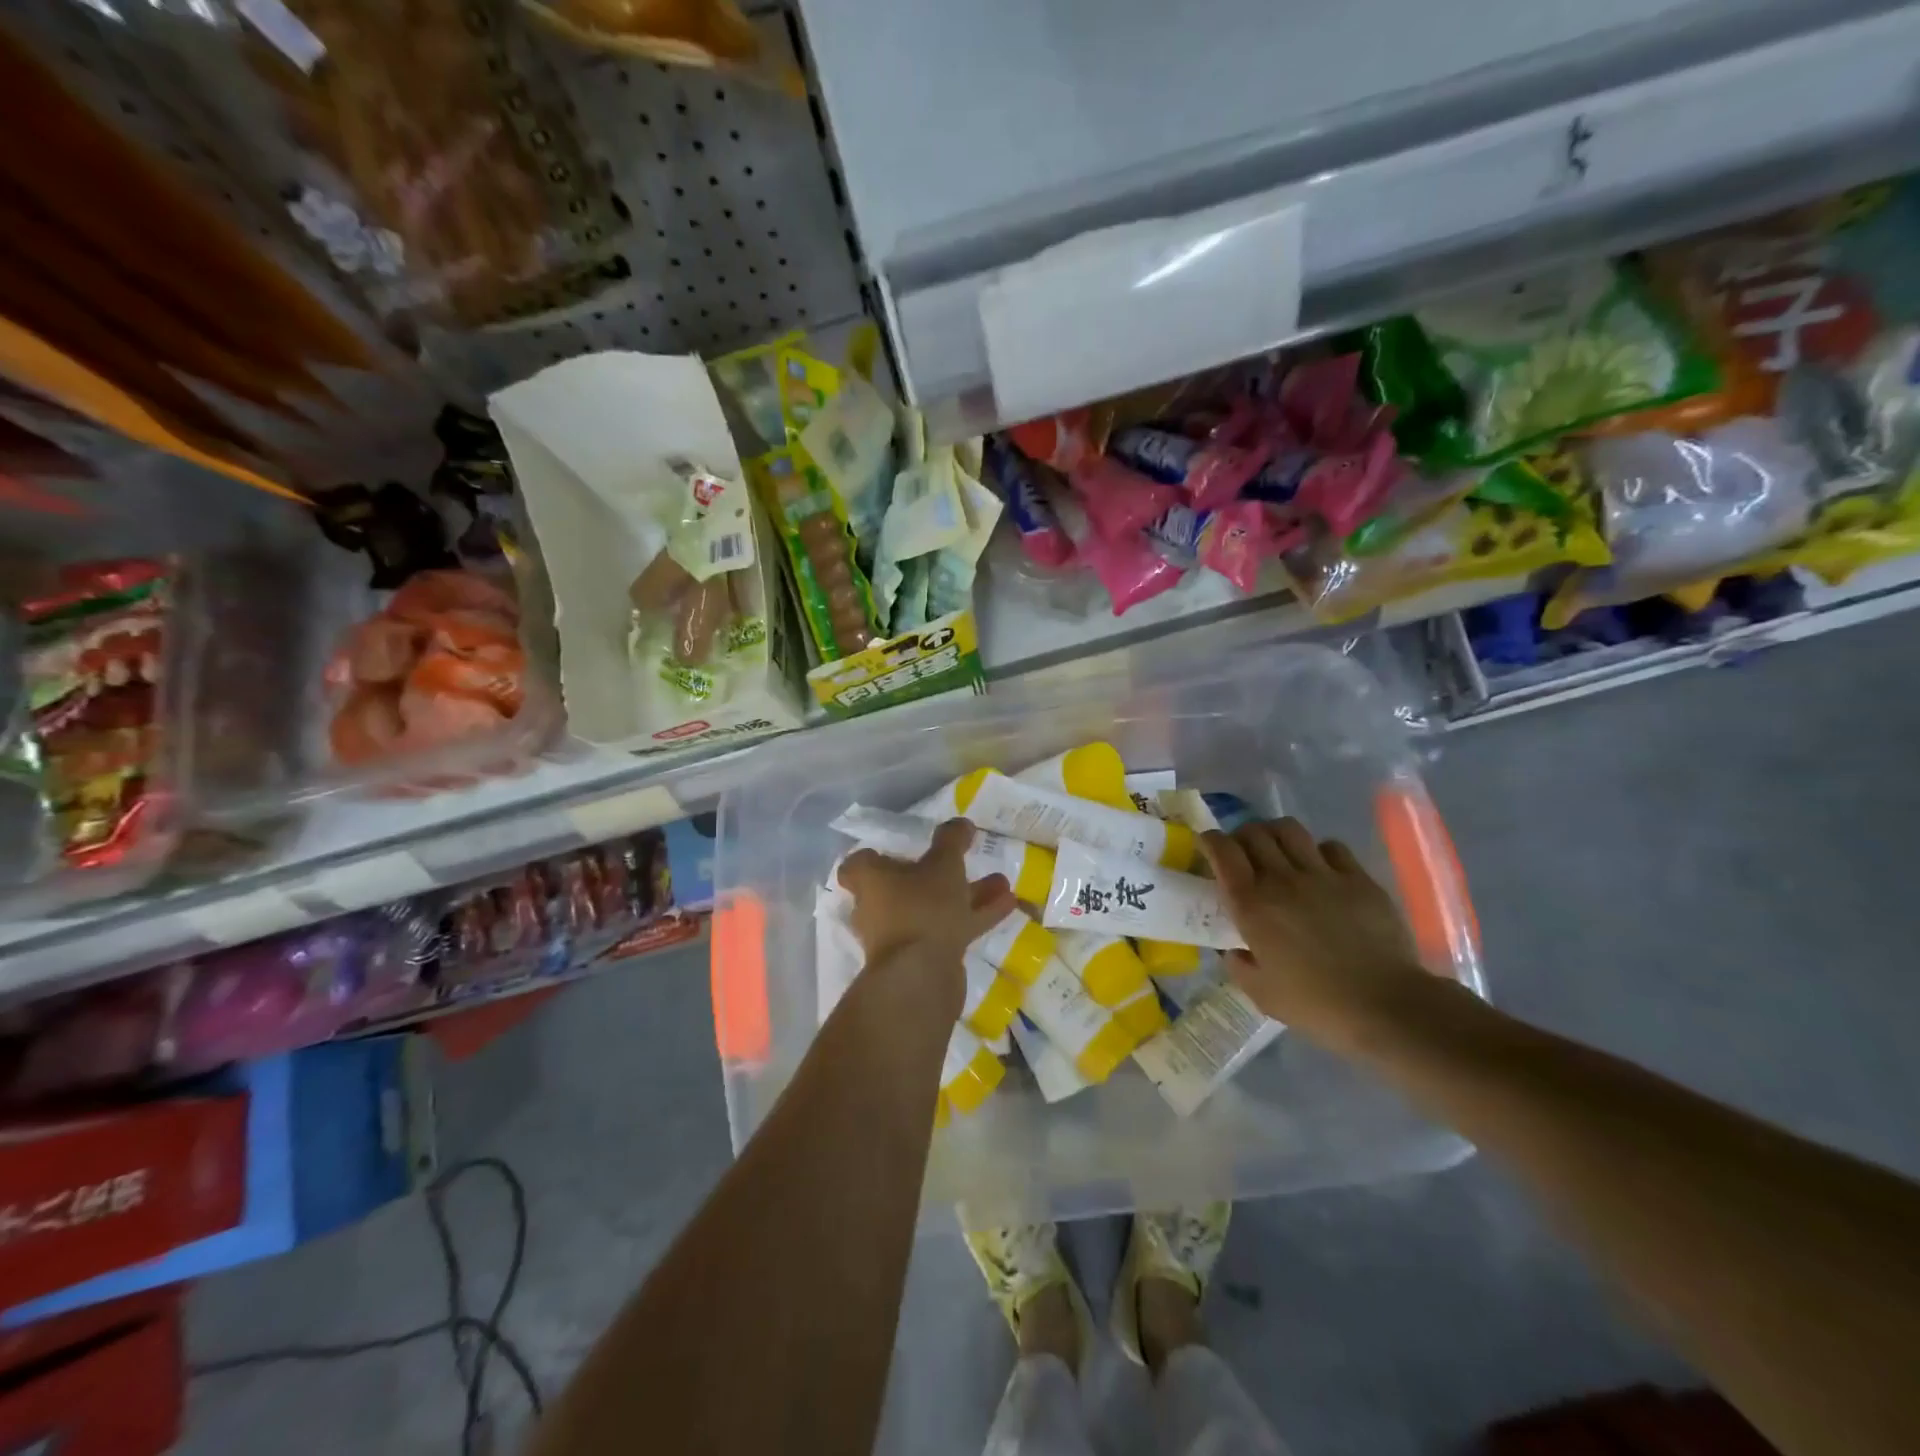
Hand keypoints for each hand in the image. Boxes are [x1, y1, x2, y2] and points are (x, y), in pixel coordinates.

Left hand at [837, 819, 1014, 967]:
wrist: (921, 977)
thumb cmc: (923, 908)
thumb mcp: (943, 865)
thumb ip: (951, 840)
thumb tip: (960, 822)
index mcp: (870, 880)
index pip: (859, 864)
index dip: (878, 855)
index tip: (903, 848)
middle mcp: (878, 907)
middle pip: (904, 886)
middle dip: (938, 873)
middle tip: (963, 859)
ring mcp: (900, 936)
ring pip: (934, 907)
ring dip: (966, 894)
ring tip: (1000, 881)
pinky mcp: (923, 957)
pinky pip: (949, 929)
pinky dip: (974, 917)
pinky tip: (1007, 906)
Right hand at [1201, 818, 1426, 1044]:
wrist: (1387, 1006)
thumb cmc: (1317, 1004)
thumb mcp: (1262, 994)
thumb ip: (1239, 966)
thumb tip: (1235, 950)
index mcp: (1252, 905)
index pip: (1223, 851)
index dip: (1210, 841)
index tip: (1208, 846)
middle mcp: (1282, 879)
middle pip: (1254, 833)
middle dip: (1241, 836)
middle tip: (1243, 853)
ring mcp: (1323, 875)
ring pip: (1290, 830)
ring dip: (1276, 835)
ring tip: (1278, 851)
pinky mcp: (1358, 879)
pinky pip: (1331, 847)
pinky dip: (1318, 851)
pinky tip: (1321, 869)